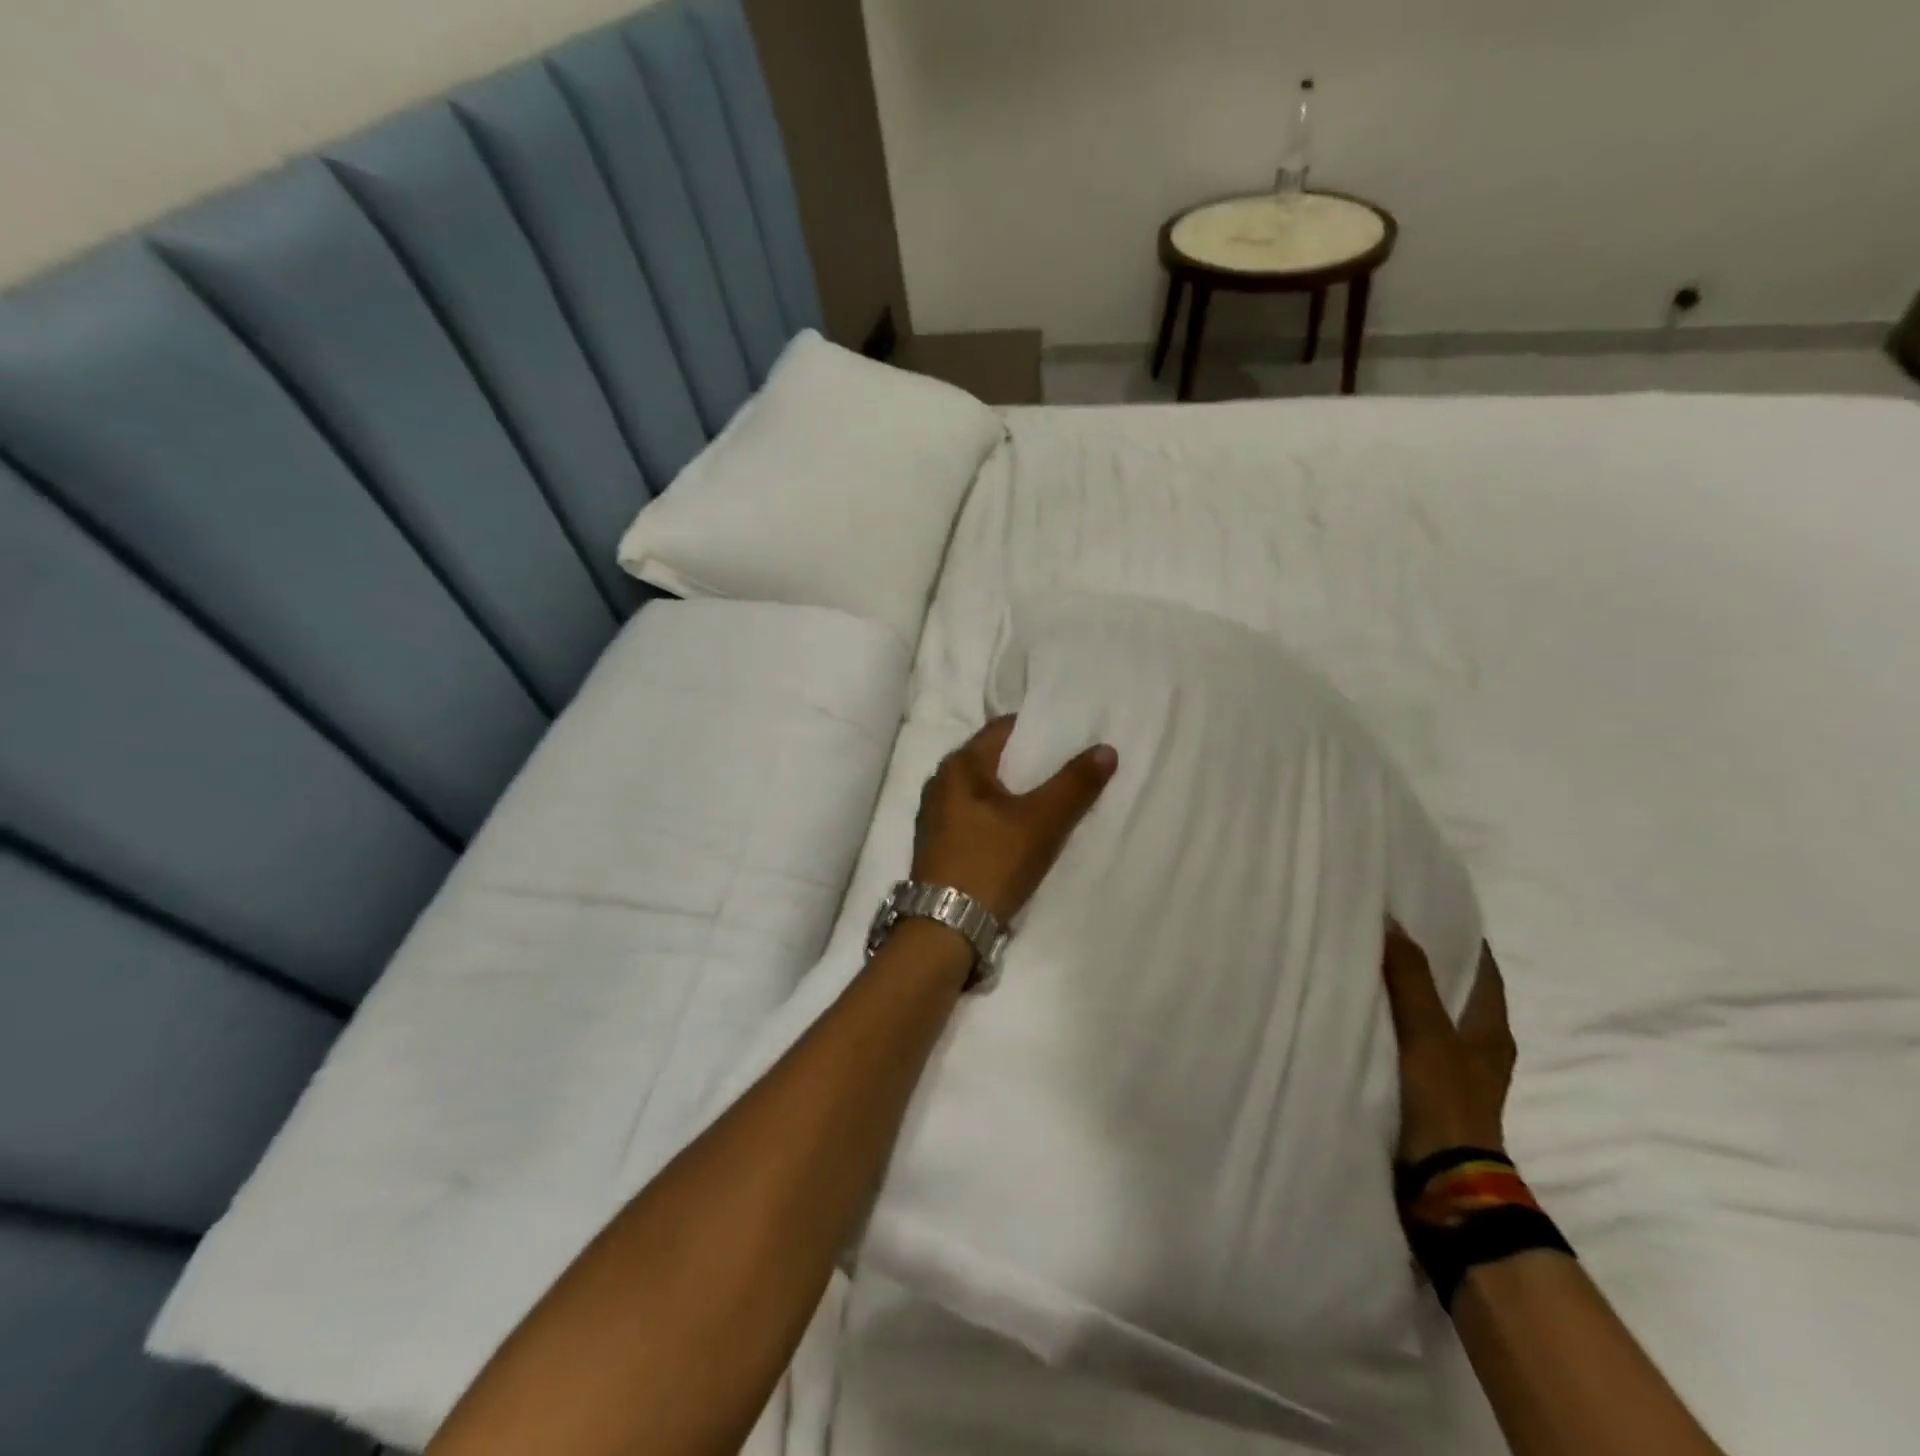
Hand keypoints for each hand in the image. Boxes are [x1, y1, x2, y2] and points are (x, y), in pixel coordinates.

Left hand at [912, 717, 1117, 924]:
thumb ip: (1076, 784)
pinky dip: (1000, 817)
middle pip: (994, 760)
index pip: (1003, 729)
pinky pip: (976, 816)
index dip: (1038, 730)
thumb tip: (1106, 749)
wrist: (945, 928)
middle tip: (1069, 769)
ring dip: (1016, 793)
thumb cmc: (992, 862)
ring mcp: (936, 816)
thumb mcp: (1042, 822)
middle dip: (1030, 764)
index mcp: (959, 765)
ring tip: (1052, 801)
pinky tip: (1022, 833)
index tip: (1070, 737)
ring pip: (985, 791)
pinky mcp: (939, 844)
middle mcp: (940, 783)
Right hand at [1382, 926, 1516, 1164]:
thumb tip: (1393, 923)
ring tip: (1372, 963)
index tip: (1431, 908)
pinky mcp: (1432, 1091)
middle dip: (1430, 962)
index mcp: (1491, 1030)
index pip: (1483, 971)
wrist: (1445, 1182)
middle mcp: (1479, 1047)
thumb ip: (1411, 980)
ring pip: (1434, 1017)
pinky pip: (1414, 1041)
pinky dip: (1396, 1022)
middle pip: (1457, 992)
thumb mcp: (1427, 1034)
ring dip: (1410, 993)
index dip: (1462, 939)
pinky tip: (1368, 1012)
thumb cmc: (1445, 1100)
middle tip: (1391, 930)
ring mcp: (1456, 1073)